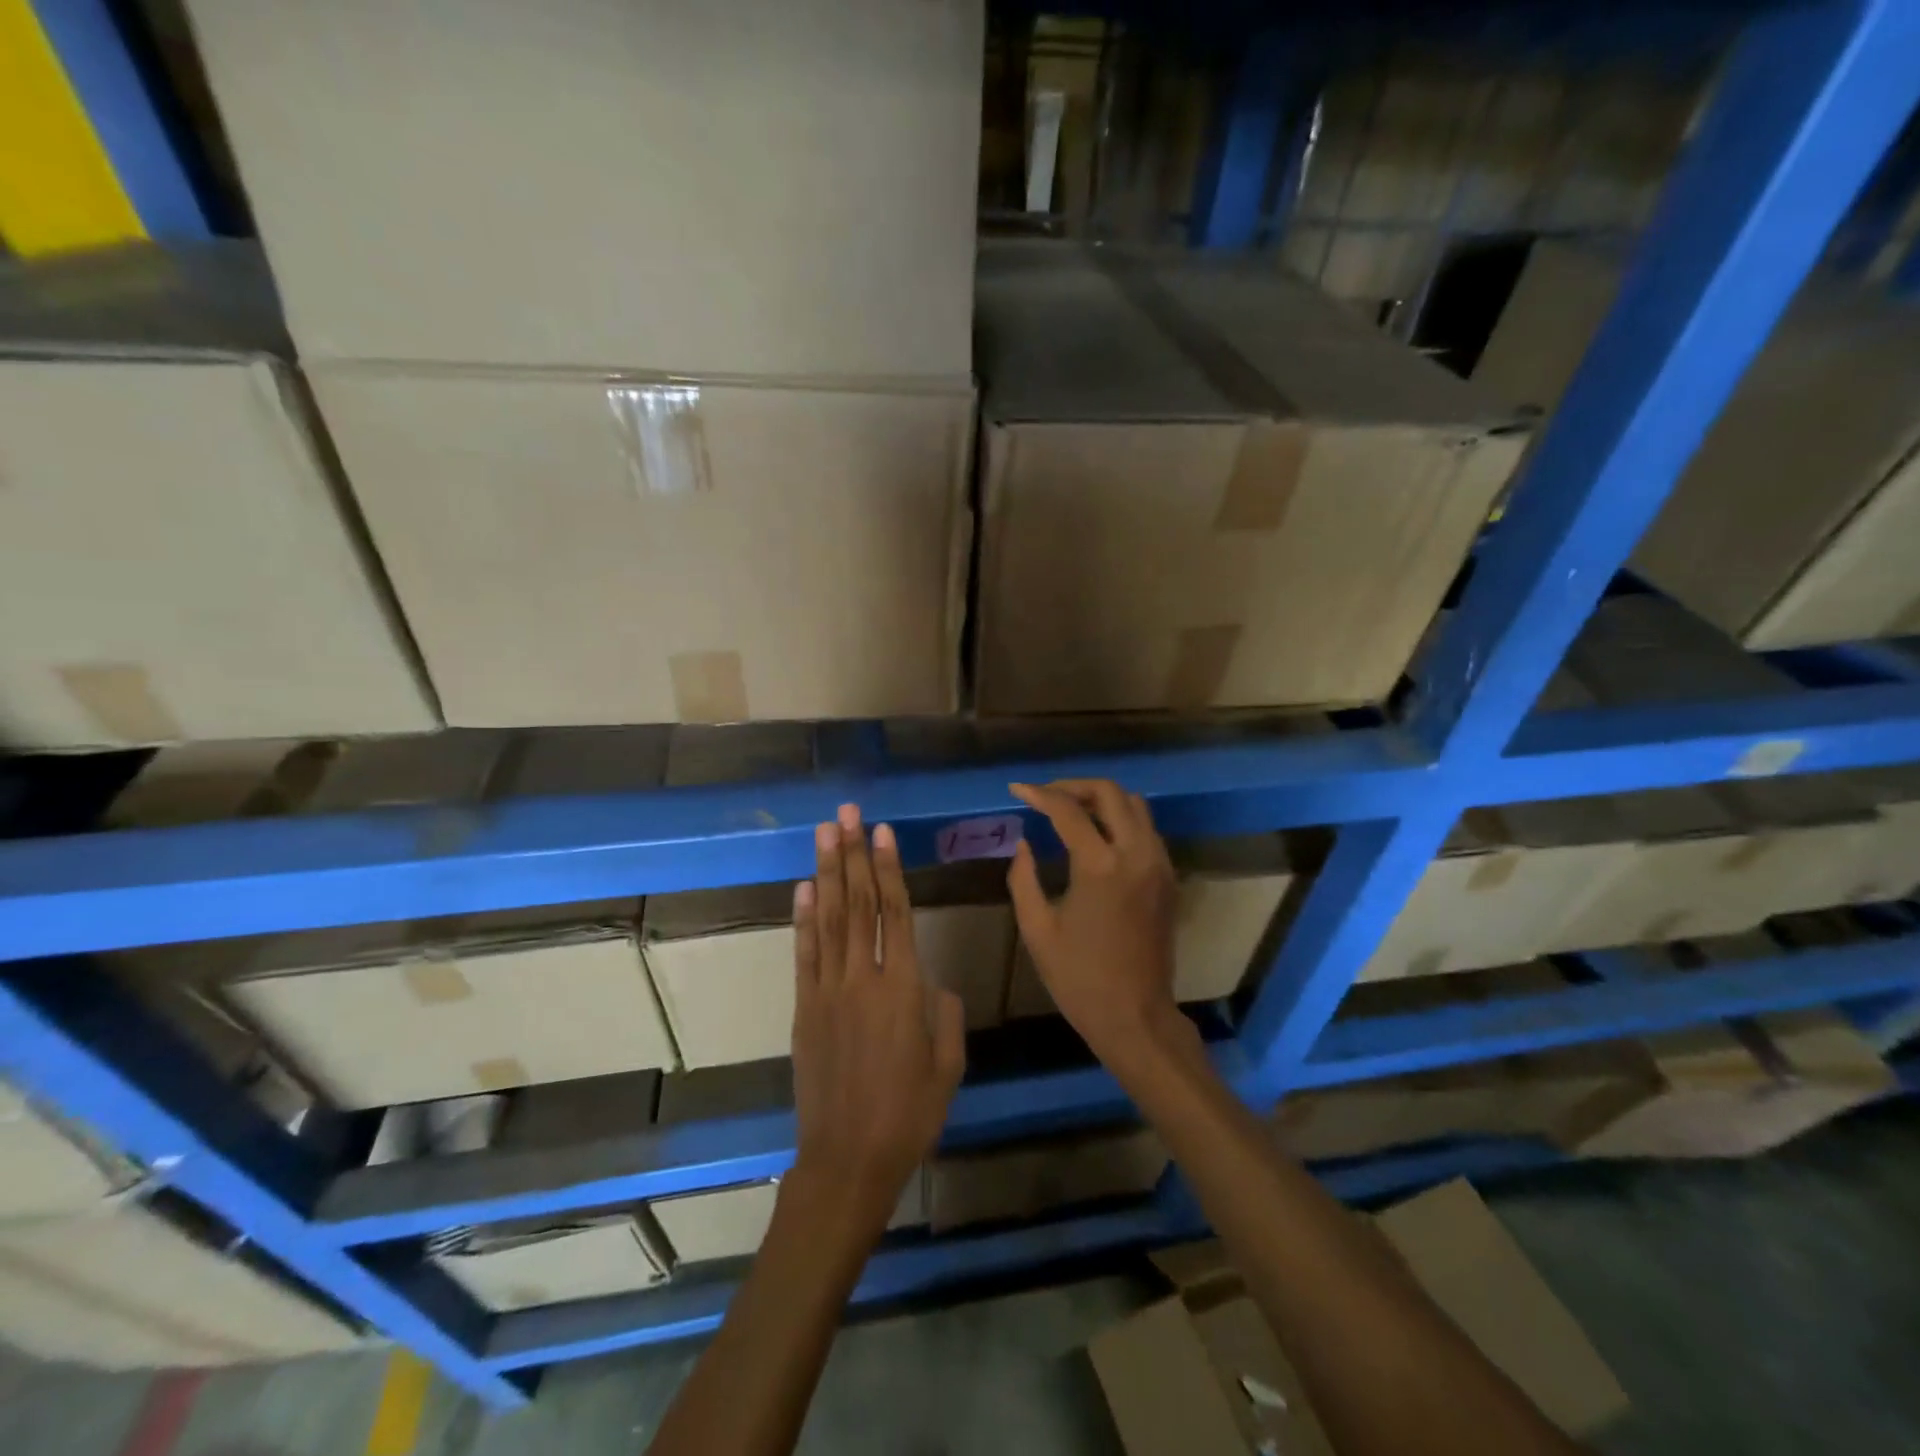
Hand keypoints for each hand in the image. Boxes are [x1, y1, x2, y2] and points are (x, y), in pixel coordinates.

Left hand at [789, 804, 965, 1231]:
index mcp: (904, 989)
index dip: (887, 868)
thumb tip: (933, 984)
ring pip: (828, 919)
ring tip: (824, 833)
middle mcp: (863, 978)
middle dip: (852, 854)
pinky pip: (804, 954)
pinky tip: (802, 888)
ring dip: (826, 872)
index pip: (895, 912)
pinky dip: (802, 918)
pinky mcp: (804, 1008)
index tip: (881, 831)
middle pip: (857, 904)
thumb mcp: (948, 1066)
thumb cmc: (910, 1115)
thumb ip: (945, 1014)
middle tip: (846, 813)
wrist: (848, 1160)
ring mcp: (827, 991)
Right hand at [1008, 780, 1181, 1065]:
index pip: (1068, 810)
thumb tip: (1024, 844)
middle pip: (1110, 793)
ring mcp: (1158, 864)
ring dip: (1102, 800)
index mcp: (1100, 866)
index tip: (1017, 790)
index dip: (1039, 795)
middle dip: (1074, 786)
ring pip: (1135, 806)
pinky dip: (1121, 820)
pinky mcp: (1168, 878)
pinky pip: (1147, 829)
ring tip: (1071, 812)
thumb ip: (1023, 879)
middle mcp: (1136, 854)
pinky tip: (1098, 838)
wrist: (1135, 1016)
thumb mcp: (1037, 930)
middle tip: (1047, 796)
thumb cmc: (1079, 978)